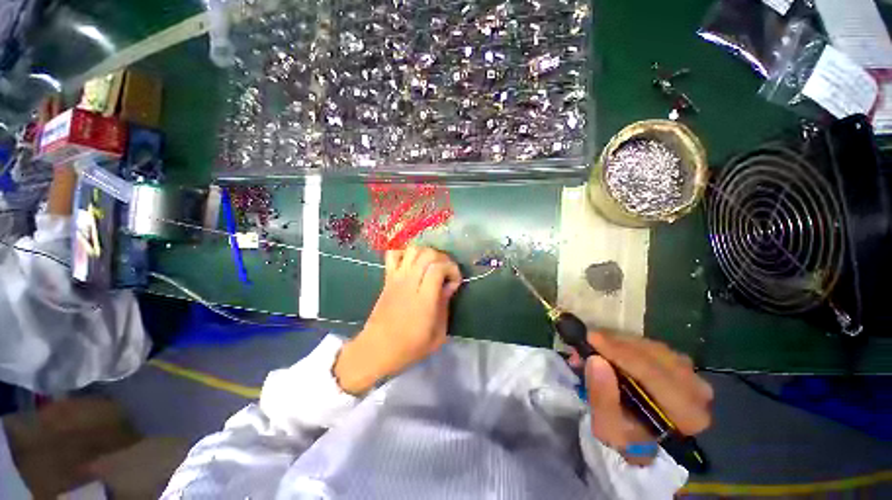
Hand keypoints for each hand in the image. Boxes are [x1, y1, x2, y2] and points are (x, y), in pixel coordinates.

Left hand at [334, 246, 461, 394]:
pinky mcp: (387, 278)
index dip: (452, 269)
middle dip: (443, 258)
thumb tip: (449, 285)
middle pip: (427, 254)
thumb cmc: (410, 347)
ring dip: (426, 253)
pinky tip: (412, 264)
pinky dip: (405, 253)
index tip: (455, 282)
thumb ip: (445, 305)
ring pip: (412, 250)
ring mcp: (396, 278)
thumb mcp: (438, 334)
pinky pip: (393, 254)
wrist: (376, 350)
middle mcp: (409, 283)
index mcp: (424, 300)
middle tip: (446, 272)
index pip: (438, 268)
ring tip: (431, 266)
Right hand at [569, 333, 712, 465]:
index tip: (591, 337)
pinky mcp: (681, 365)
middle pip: (655, 355)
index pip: (654, 374)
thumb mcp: (607, 426)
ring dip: (620, 342)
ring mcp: (692, 374)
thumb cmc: (625, 436)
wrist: (642, 439)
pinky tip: (610, 345)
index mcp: (686, 414)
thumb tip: (596, 360)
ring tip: (596, 344)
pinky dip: (628, 342)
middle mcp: (697, 391)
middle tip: (589, 339)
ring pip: (653, 346)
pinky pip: (652, 345)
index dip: (620, 353)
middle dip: (617, 344)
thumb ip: (602, 397)